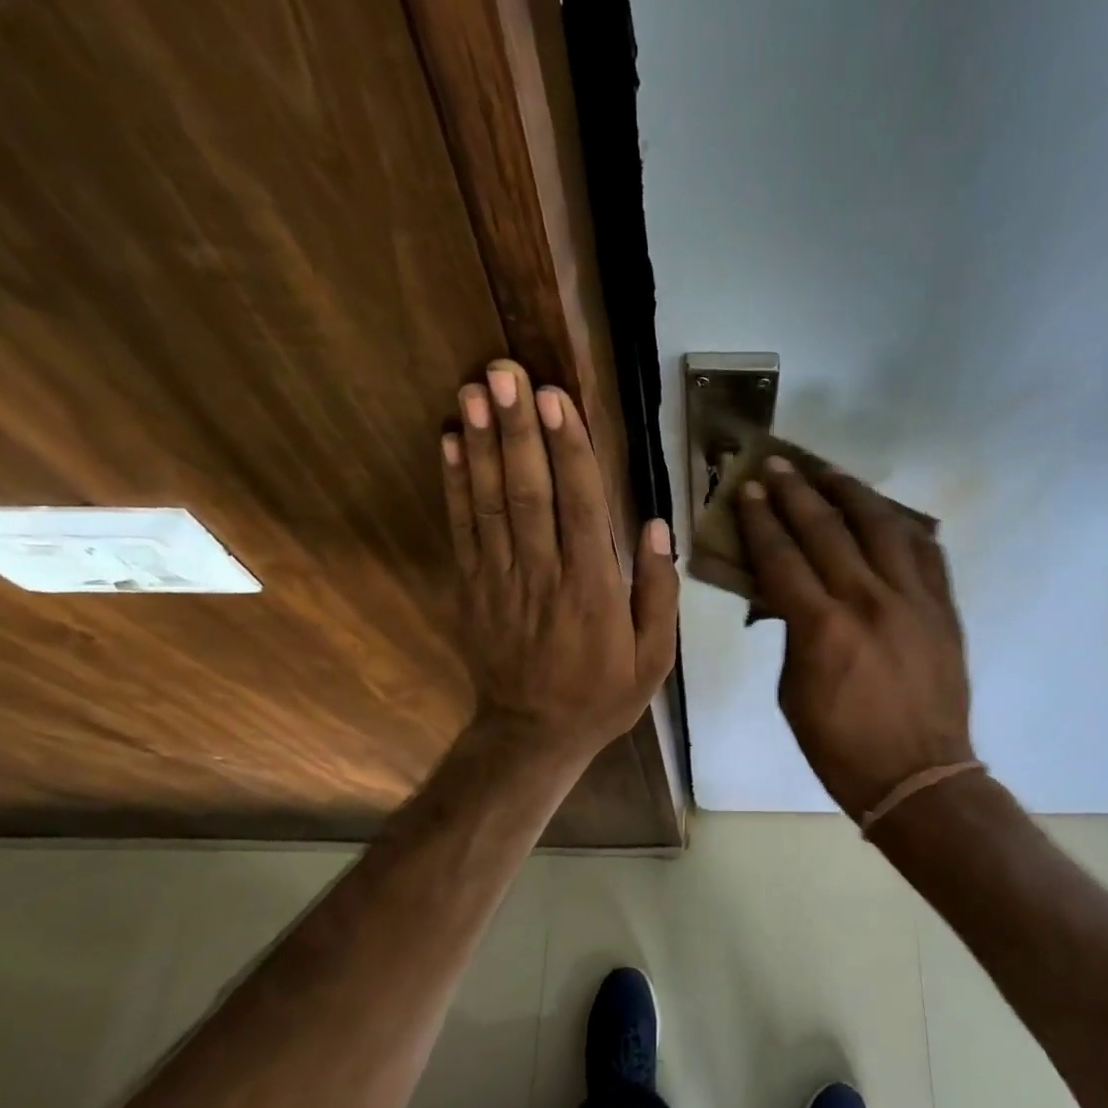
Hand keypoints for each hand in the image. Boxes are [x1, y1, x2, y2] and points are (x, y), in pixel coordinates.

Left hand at [442, 360, 676, 763]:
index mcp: (593, 589)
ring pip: (490, 502)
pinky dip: (453, 484)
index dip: (568, 449)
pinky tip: (449, 442)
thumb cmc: (603, 694)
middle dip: (518, 429)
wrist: (532, 735)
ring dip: (480, 444)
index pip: (581, 505)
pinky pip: (461, 529)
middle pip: (529, 491)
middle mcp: (543, 574)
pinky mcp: (470, 588)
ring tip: (473, 390)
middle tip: (506, 373)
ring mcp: (499, 580)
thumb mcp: (654, 657)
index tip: (557, 399)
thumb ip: (658, 591)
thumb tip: (654, 525)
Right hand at [735, 457, 973, 818]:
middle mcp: (868, 600)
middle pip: (826, 528)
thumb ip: (791, 634)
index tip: (749, 489)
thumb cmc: (841, 745)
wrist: (919, 776)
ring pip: (881, 526)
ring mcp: (913, 600)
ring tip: (830, 473)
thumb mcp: (793, 691)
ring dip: (851, 493)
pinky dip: (902, 526)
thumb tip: (787, 596)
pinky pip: (925, 552)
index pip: (781, 556)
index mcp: (822, 627)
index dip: (761, 519)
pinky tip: (886, 515)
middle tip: (778, 465)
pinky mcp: (943, 608)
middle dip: (796, 492)